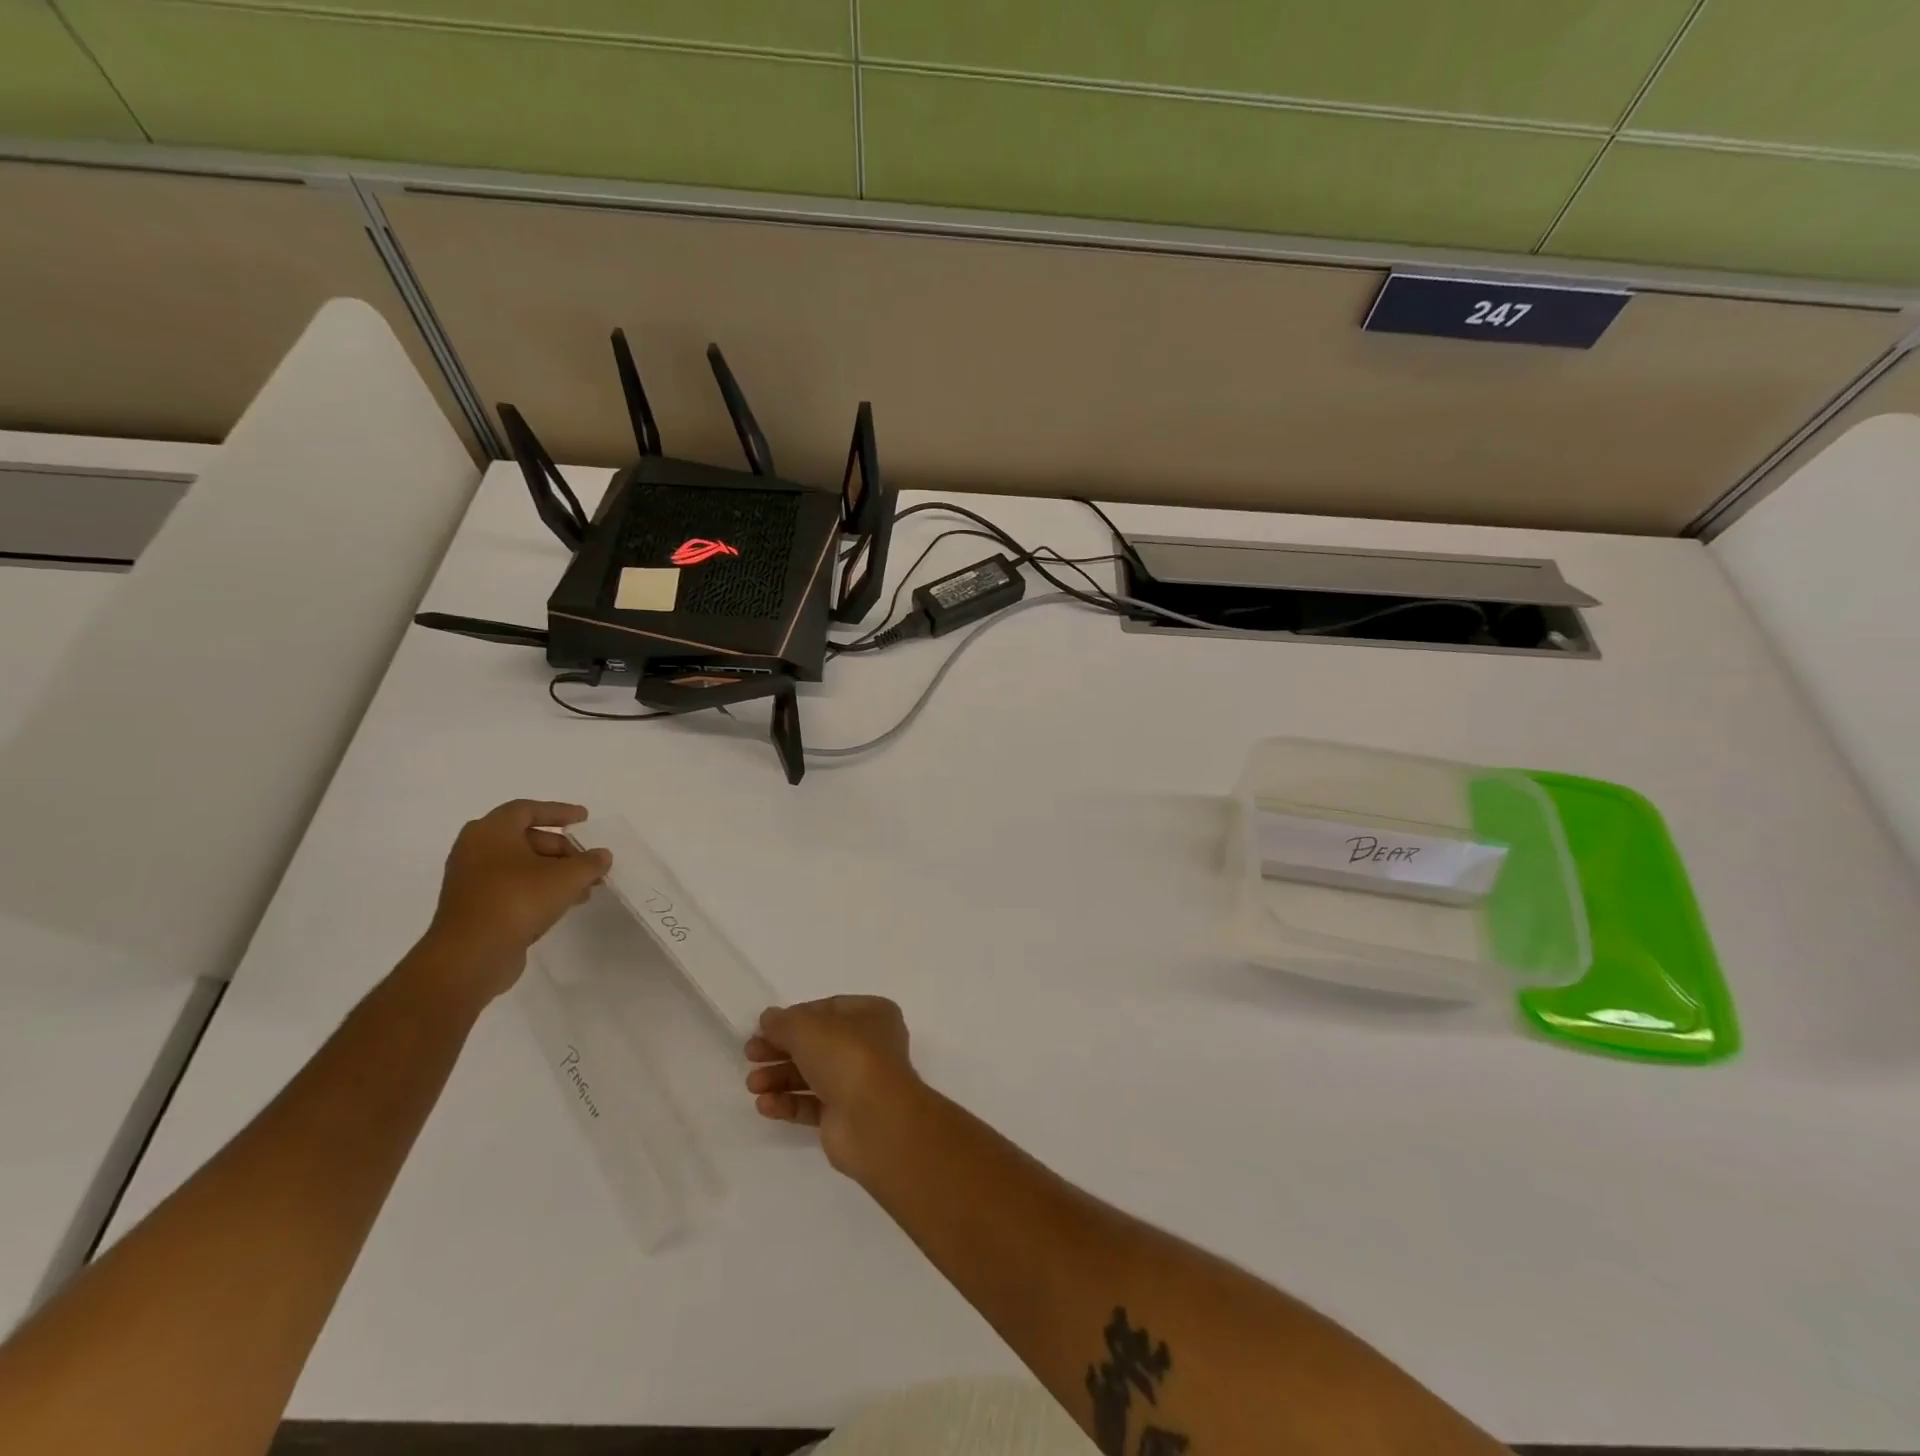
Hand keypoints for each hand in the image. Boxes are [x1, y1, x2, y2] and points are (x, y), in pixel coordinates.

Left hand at [420, 800, 611, 999]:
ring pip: (521, 866)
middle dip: (562, 848)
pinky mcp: (474, 907)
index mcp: (491, 831)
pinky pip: (512, 887)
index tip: (584, 819)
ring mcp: (471, 880)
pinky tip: (565, 903)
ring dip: (554, 872)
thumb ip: (590, 862)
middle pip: (526, 839)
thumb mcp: (567, 877)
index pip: (527, 810)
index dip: (559, 812)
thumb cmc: (518, 900)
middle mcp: (475, 850)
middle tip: (588, 860)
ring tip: (586, 887)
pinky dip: (538, 889)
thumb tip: (601, 856)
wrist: (471, 955)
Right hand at [746, 996, 921, 1176]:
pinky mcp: (845, 1116)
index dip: (794, 1017)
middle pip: (816, 1043)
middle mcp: (868, 1045)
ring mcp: (858, 1082)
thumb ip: (783, 1022)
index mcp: (871, 1014)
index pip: (827, 1010)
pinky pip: (812, 1104)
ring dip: (780, 1077)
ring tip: (752, 1084)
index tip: (764, 1028)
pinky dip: (788, 1103)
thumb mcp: (807, 1027)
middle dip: (781, 1049)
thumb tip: (768, 1018)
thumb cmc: (846, 1056)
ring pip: (812, 1074)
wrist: (874, 1120)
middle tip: (750, 1055)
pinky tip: (764, 1105)